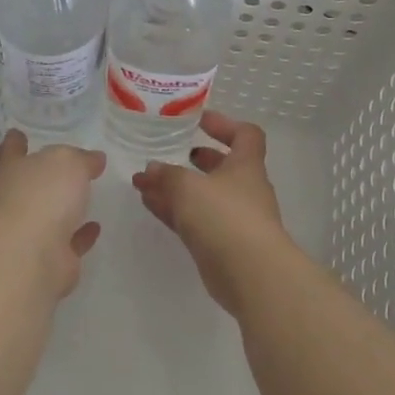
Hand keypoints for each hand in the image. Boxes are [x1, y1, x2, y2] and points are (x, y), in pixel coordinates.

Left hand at [0, 130, 104, 297]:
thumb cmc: (43, 196)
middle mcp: (15, 200)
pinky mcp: (49, 258)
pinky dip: (80, 235)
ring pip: (49, 214)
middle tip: (67, 167)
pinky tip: (95, 227)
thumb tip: (94, 159)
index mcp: (12, 171)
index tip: (17, 134)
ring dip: (64, 207)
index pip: (12, 150)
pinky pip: (68, 241)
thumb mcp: (68, 162)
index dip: (16, 142)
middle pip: (30, 183)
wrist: (31, 256)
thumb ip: (81, 158)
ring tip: (84, 196)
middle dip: (45, 176)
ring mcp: (29, 232)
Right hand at [131, 111, 290, 313]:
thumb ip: (167, 175)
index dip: (224, 124)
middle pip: (222, 167)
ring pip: (203, 196)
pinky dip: (173, 210)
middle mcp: (244, 190)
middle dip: (196, 160)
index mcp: (246, 166)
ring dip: (176, 187)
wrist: (250, 274)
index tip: (199, 121)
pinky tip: (149, 204)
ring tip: (145, 182)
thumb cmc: (225, 217)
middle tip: (170, 153)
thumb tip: (151, 169)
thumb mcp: (189, 187)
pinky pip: (194, 220)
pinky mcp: (221, 244)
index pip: (245, 135)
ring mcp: (234, 219)